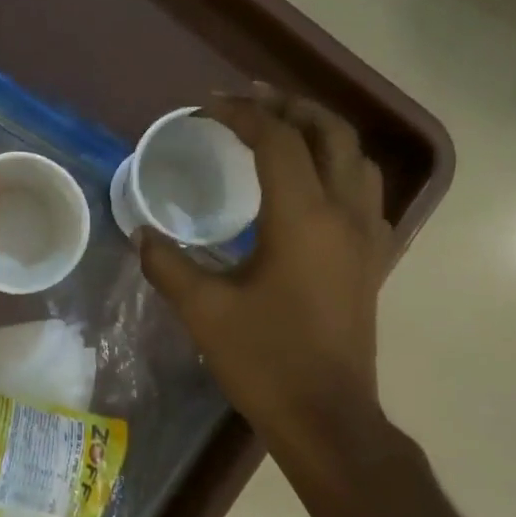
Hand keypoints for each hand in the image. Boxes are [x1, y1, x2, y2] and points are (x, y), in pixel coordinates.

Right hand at [139, 89, 391, 449]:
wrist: (326, 416)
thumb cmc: (264, 361)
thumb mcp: (204, 311)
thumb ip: (168, 264)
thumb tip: (142, 233)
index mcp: (303, 218)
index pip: (277, 141)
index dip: (241, 114)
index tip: (206, 106)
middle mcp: (345, 214)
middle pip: (330, 133)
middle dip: (290, 107)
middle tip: (250, 100)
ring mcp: (368, 236)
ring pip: (357, 158)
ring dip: (321, 131)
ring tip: (284, 127)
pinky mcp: (374, 259)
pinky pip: (365, 190)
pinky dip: (339, 166)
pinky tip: (313, 182)